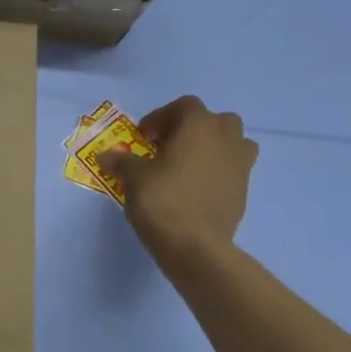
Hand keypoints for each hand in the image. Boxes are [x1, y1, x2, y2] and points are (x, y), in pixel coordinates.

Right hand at [109, 96, 257, 264]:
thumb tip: (106, 156)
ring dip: (212, 148)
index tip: (144, 136)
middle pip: (214, 120)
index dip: (161, 117)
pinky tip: (194, 190)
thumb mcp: (133, 177)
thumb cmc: (162, 199)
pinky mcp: (244, 191)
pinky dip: (217, 172)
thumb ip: (121, 161)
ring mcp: (241, 165)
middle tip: (168, 147)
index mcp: (199, 125)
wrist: (195, 245)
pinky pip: (232, 170)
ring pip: (232, 143)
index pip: (184, 106)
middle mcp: (226, 138)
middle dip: (192, 129)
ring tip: (186, 166)